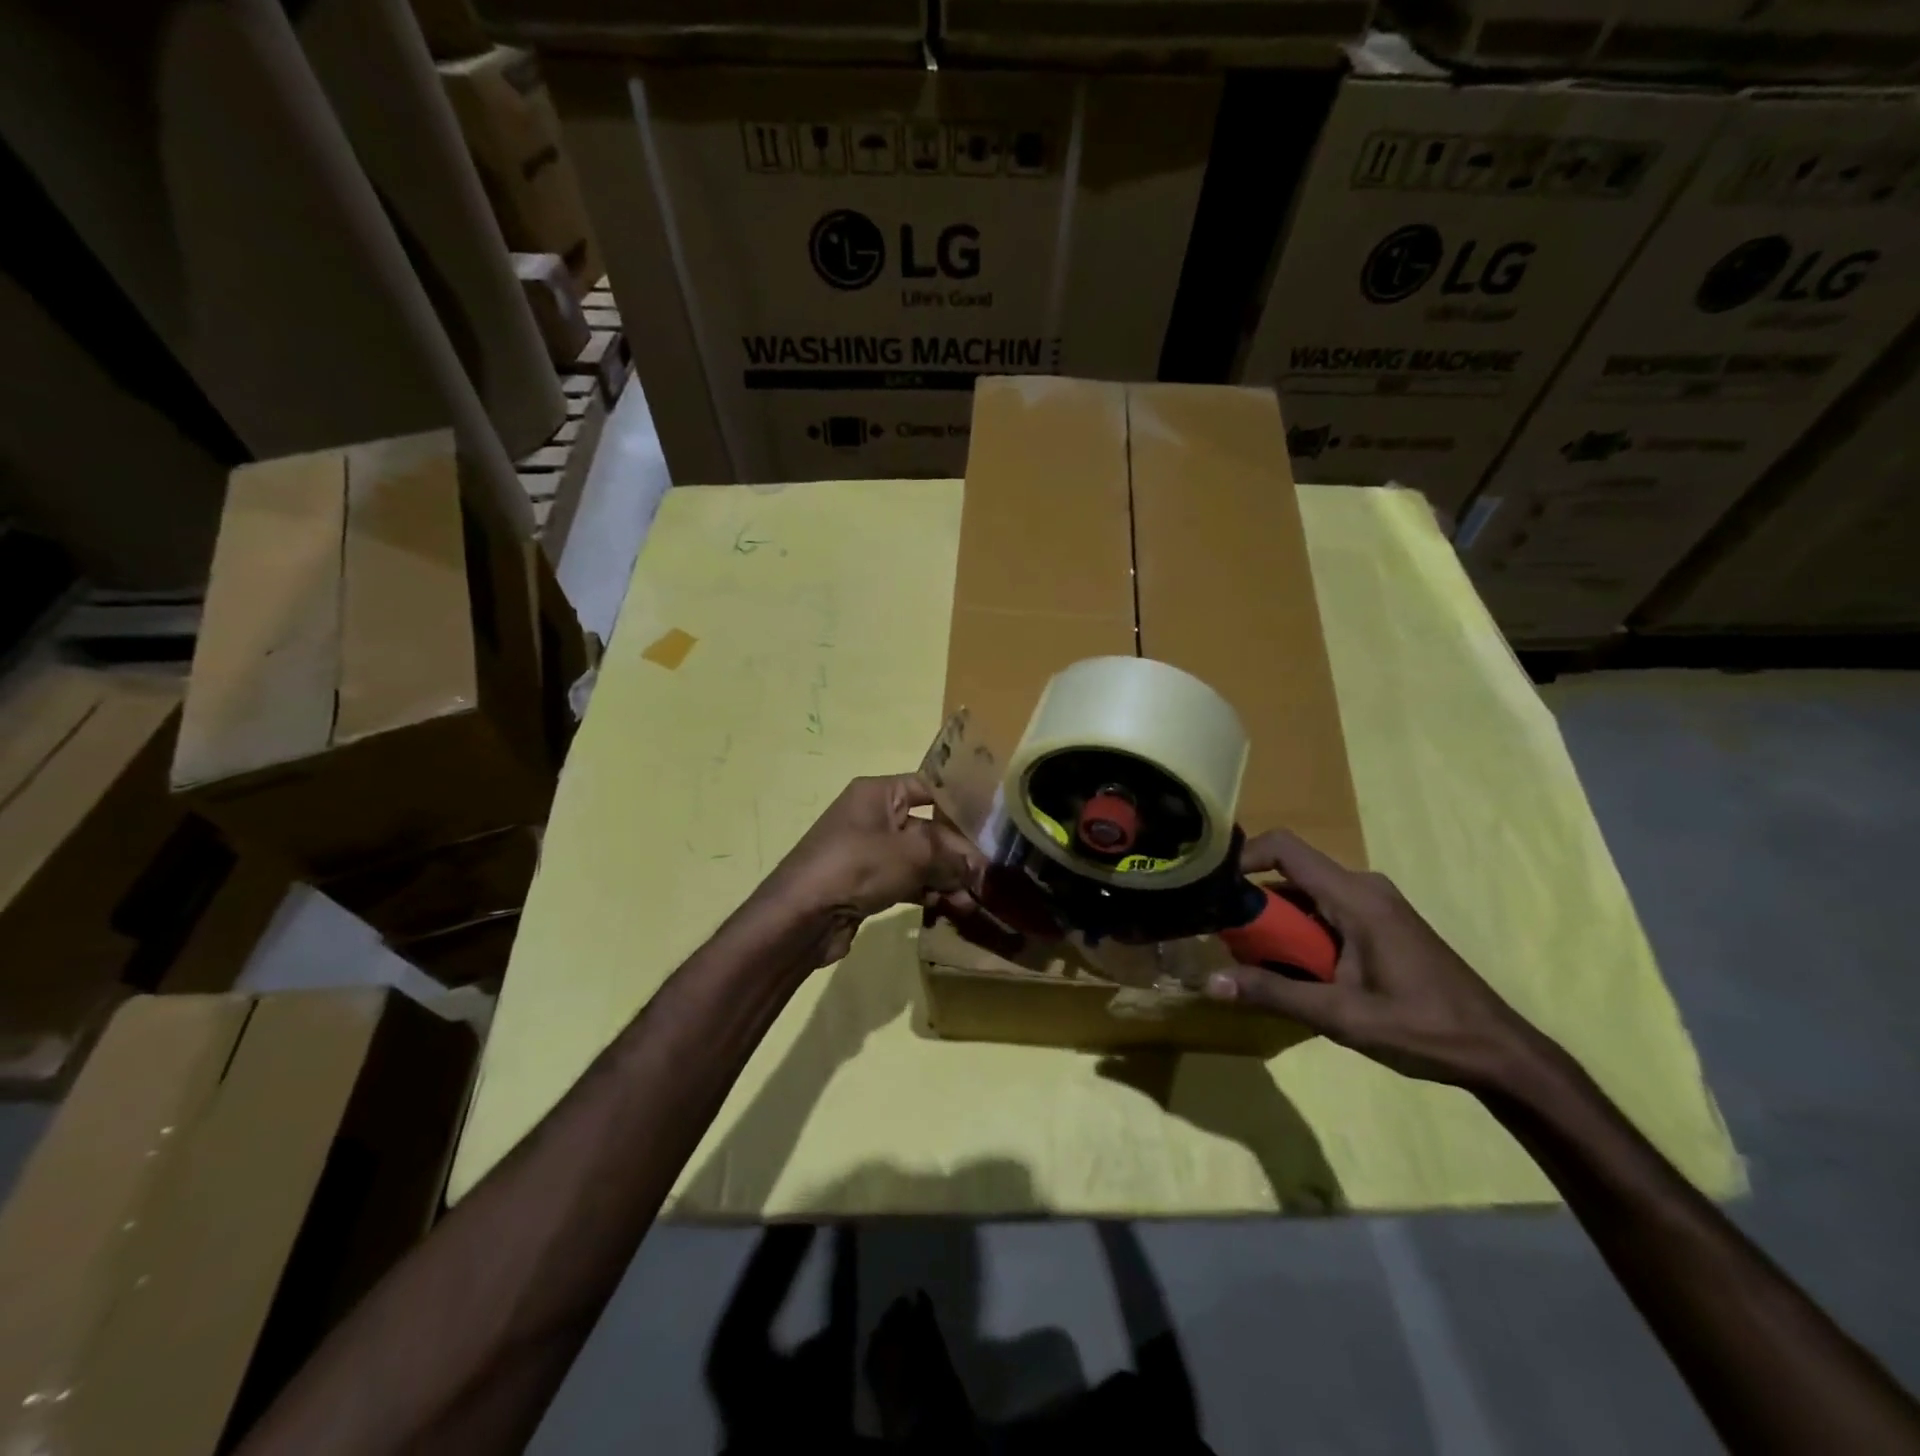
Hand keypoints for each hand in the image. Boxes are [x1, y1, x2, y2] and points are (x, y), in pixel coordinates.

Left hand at [765, 774, 984, 965]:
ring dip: (946, 878)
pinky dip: (928, 892)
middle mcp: (873, 816)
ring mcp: (869, 851)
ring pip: (919, 859)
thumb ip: (950, 857)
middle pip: (928, 828)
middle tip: (985, 878)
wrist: (800, 917)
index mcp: (878, 793)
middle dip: (957, 853)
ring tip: (972, 901)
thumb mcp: (911, 855)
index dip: (960, 806)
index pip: (928, 788)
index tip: (991, 827)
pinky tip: (951, 908)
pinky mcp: (867, 882)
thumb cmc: (856, 867)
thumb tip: (977, 868)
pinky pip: (906, 881)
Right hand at [1204, 830, 1543, 1090]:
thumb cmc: (1423, 1028)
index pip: (1284, 848)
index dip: (1242, 856)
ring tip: (1251, 962)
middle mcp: (1362, 888)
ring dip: (1276, 924)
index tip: (1212, 887)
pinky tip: (1294, 973)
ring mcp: (1374, 905)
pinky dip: (1300, 934)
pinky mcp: (1379, 923)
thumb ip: (1273, 994)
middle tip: (1225, 940)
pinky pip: (1324, 913)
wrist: (1500, 1052)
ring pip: (1305, 896)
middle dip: (1253, 904)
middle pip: (1289, 875)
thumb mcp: (1341, 1016)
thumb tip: (1209, 981)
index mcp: (1355, 897)